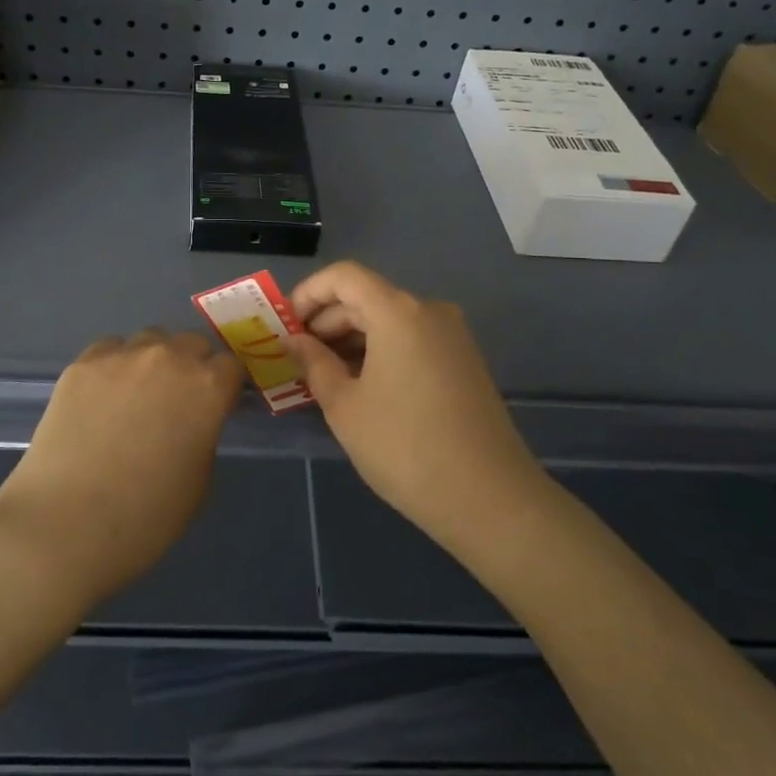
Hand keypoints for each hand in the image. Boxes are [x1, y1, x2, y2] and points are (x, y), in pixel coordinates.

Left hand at [0, 329, 243, 607]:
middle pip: (191, 343)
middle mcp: (168, 358)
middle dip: (192, 367)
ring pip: (149, 341)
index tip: (217, 406)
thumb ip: (204, 435)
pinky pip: (109, 350)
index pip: (231, 366)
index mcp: (207, 388)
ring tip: (136, 396)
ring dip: (153, 361)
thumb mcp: (199, 482)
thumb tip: (193, 420)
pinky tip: (101, 398)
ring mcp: (121, 356)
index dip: (225, 387)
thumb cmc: (145, 517)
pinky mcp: (82, 364)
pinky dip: (114, 366)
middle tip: (177, 402)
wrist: (65, 524)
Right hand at [288, 262, 538, 555]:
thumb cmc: (404, 447)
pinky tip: (362, 386)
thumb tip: (294, 341)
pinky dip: (380, 351)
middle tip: (297, 358)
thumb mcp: (345, 406)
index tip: (285, 325)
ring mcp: (452, 336)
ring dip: (352, 339)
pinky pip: (411, 339)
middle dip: (326, 321)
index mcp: (398, 311)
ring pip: (389, 320)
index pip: (343, 276)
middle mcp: (429, 311)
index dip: (308, 293)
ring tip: (324, 376)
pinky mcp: (464, 361)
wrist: (490, 499)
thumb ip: (314, 363)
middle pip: (366, 297)